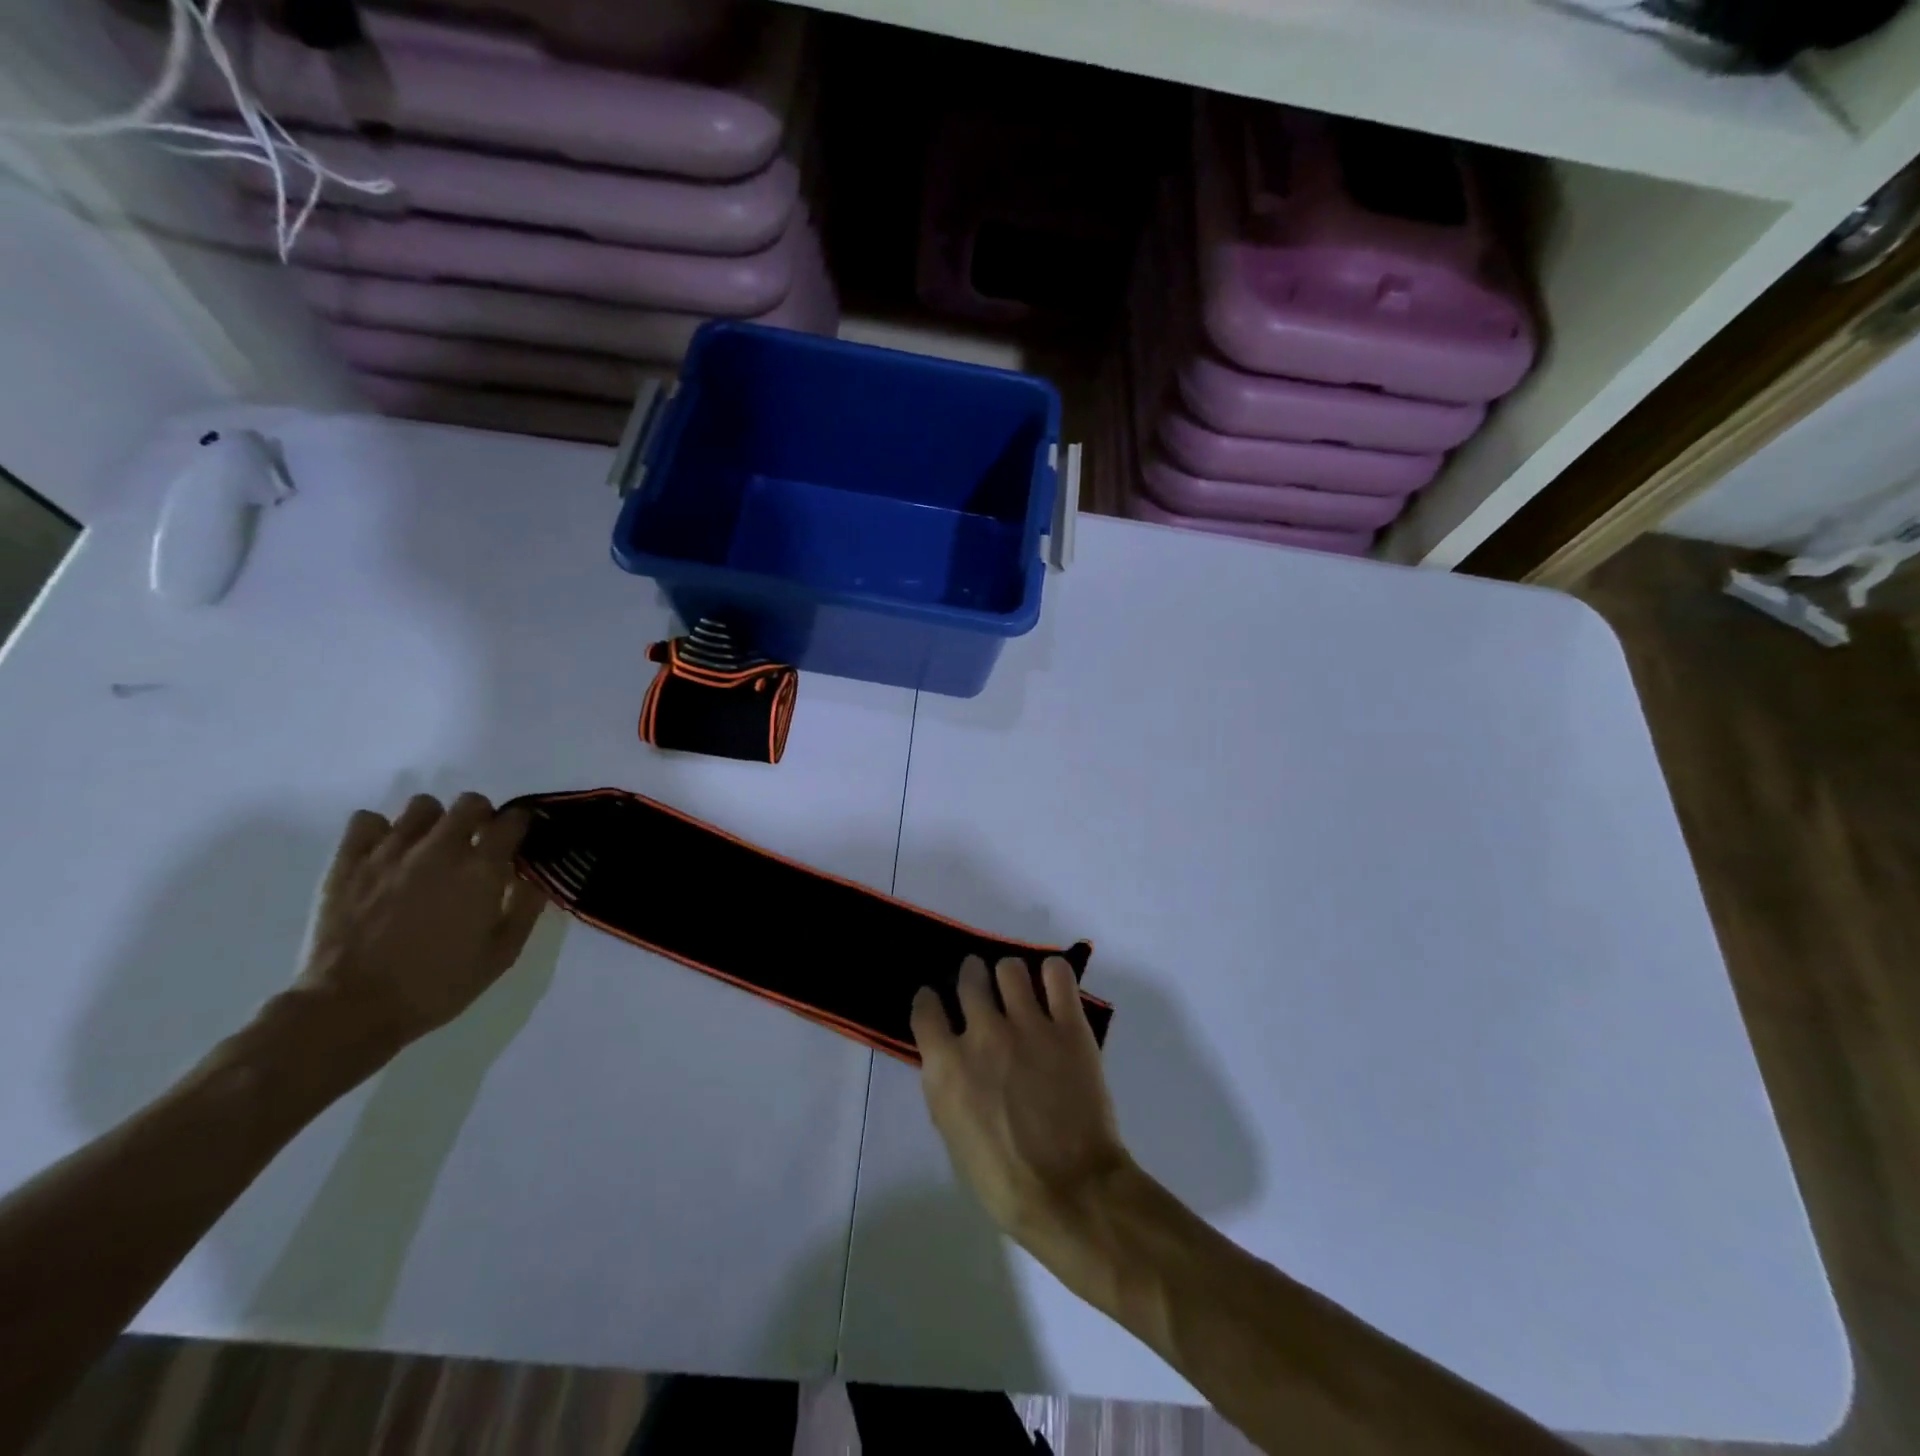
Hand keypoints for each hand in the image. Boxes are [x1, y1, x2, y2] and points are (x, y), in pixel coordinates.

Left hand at [296, 793, 546, 1050]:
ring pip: (422, 806)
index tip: (520, 837)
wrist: (351, 1008)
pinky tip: (387, 853)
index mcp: (481, 870)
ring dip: (435, 820)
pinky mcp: (348, 862)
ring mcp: (390, 852)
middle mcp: (439, 849)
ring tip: (432, 847)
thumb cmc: (437, 985)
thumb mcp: (502, 954)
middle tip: (478, 843)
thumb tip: (534, 874)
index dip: (522, 824)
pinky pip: (366, 820)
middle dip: (482, 816)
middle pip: (470, 803)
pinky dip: (381, 830)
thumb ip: (525, 907)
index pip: (512, 822)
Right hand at [911, 955, 1130, 1243]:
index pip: (926, 1008)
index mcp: (946, 1066)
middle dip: (971, 977)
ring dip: (1009, 975)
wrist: (1071, 1193)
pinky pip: (1057, 974)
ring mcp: (1028, 1025)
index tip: (937, 1003)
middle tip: (981, 987)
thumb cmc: (1003, 1181)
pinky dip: (1052, 974)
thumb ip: (948, 1086)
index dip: (930, 1001)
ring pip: (1010, 969)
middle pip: (969, 977)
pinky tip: (1052, 987)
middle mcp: (983, 1033)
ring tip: (1018, 989)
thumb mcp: (953, 1135)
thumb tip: (952, 1060)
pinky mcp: (1069, 1026)